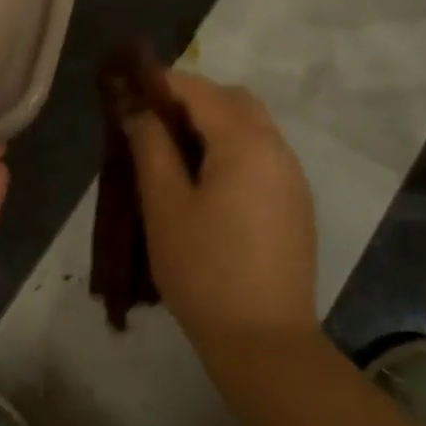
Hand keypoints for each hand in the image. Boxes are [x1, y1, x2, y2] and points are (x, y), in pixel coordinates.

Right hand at [121, 72, 317, 360]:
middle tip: (153, 119)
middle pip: (234, 100)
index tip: (129, 87)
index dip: (162, 82)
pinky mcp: (296, 203)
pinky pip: (263, 155)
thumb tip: (138, 109)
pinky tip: (207, 180)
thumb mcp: (164, 205)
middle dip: (193, 99)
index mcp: (246, 142)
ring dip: (215, 123)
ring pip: (252, 126)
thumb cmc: (205, 270)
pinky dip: (233, 148)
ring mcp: (292, 177)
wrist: (265, 342)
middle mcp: (277, 149)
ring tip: (174, 150)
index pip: (200, 90)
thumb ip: (150, 147)